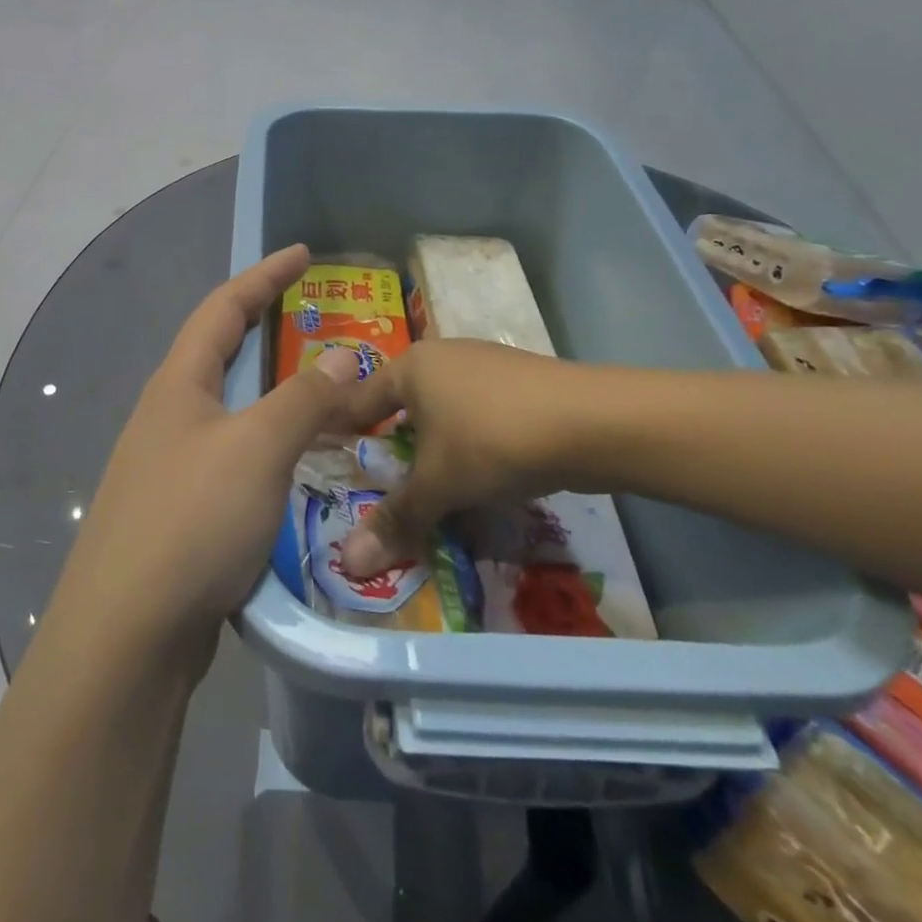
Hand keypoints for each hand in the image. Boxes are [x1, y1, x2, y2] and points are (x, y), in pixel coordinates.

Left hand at [49, 244, 376, 672]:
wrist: (128, 633)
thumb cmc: (192, 520)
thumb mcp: (257, 448)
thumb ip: (304, 398)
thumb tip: (346, 353)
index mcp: (179, 384)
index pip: (223, 308)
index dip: (264, 275)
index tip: (303, 253)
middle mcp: (169, 415)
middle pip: (221, 353)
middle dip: (267, 329)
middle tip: (316, 319)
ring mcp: (170, 464)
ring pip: (231, 410)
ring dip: (275, 395)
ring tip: (324, 393)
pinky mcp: (181, 510)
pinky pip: (234, 457)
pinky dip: (270, 446)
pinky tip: (298, 467)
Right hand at [337, 338, 619, 577]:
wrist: (594, 422)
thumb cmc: (494, 440)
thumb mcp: (440, 484)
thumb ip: (395, 519)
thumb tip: (347, 564)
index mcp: (410, 366)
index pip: (358, 401)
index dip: (341, 435)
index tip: (328, 469)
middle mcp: (441, 357)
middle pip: (401, 407)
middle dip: (392, 449)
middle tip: (379, 491)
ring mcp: (483, 366)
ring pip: (442, 414)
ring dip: (433, 451)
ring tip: (429, 492)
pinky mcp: (518, 384)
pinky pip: (476, 417)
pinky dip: (468, 447)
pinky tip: (479, 478)